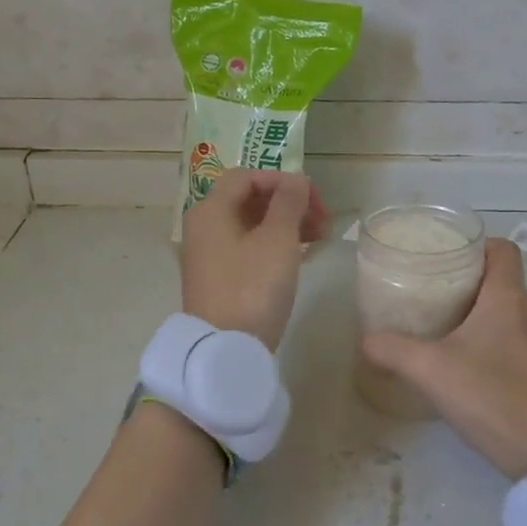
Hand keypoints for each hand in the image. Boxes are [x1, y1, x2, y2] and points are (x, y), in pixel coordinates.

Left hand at [180, 169, 328, 349]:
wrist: (226, 349)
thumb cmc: (253, 287)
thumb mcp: (278, 239)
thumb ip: (289, 202)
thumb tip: (297, 180)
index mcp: (211, 210)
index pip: (246, 176)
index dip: (282, 180)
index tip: (313, 199)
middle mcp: (204, 227)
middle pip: (249, 200)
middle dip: (288, 204)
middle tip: (323, 220)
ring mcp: (209, 255)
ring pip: (251, 225)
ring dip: (286, 225)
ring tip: (319, 238)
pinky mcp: (219, 279)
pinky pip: (248, 248)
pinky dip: (274, 245)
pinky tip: (300, 255)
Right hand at [361, 238, 526, 479]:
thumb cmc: (491, 397)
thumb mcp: (431, 370)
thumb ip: (393, 350)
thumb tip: (366, 340)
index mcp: (508, 298)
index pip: (502, 249)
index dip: (476, 244)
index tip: (446, 257)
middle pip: (500, 278)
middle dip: (466, 279)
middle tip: (430, 289)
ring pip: (506, 309)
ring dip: (476, 310)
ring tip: (440, 322)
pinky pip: (512, 337)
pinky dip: (488, 337)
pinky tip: (462, 360)